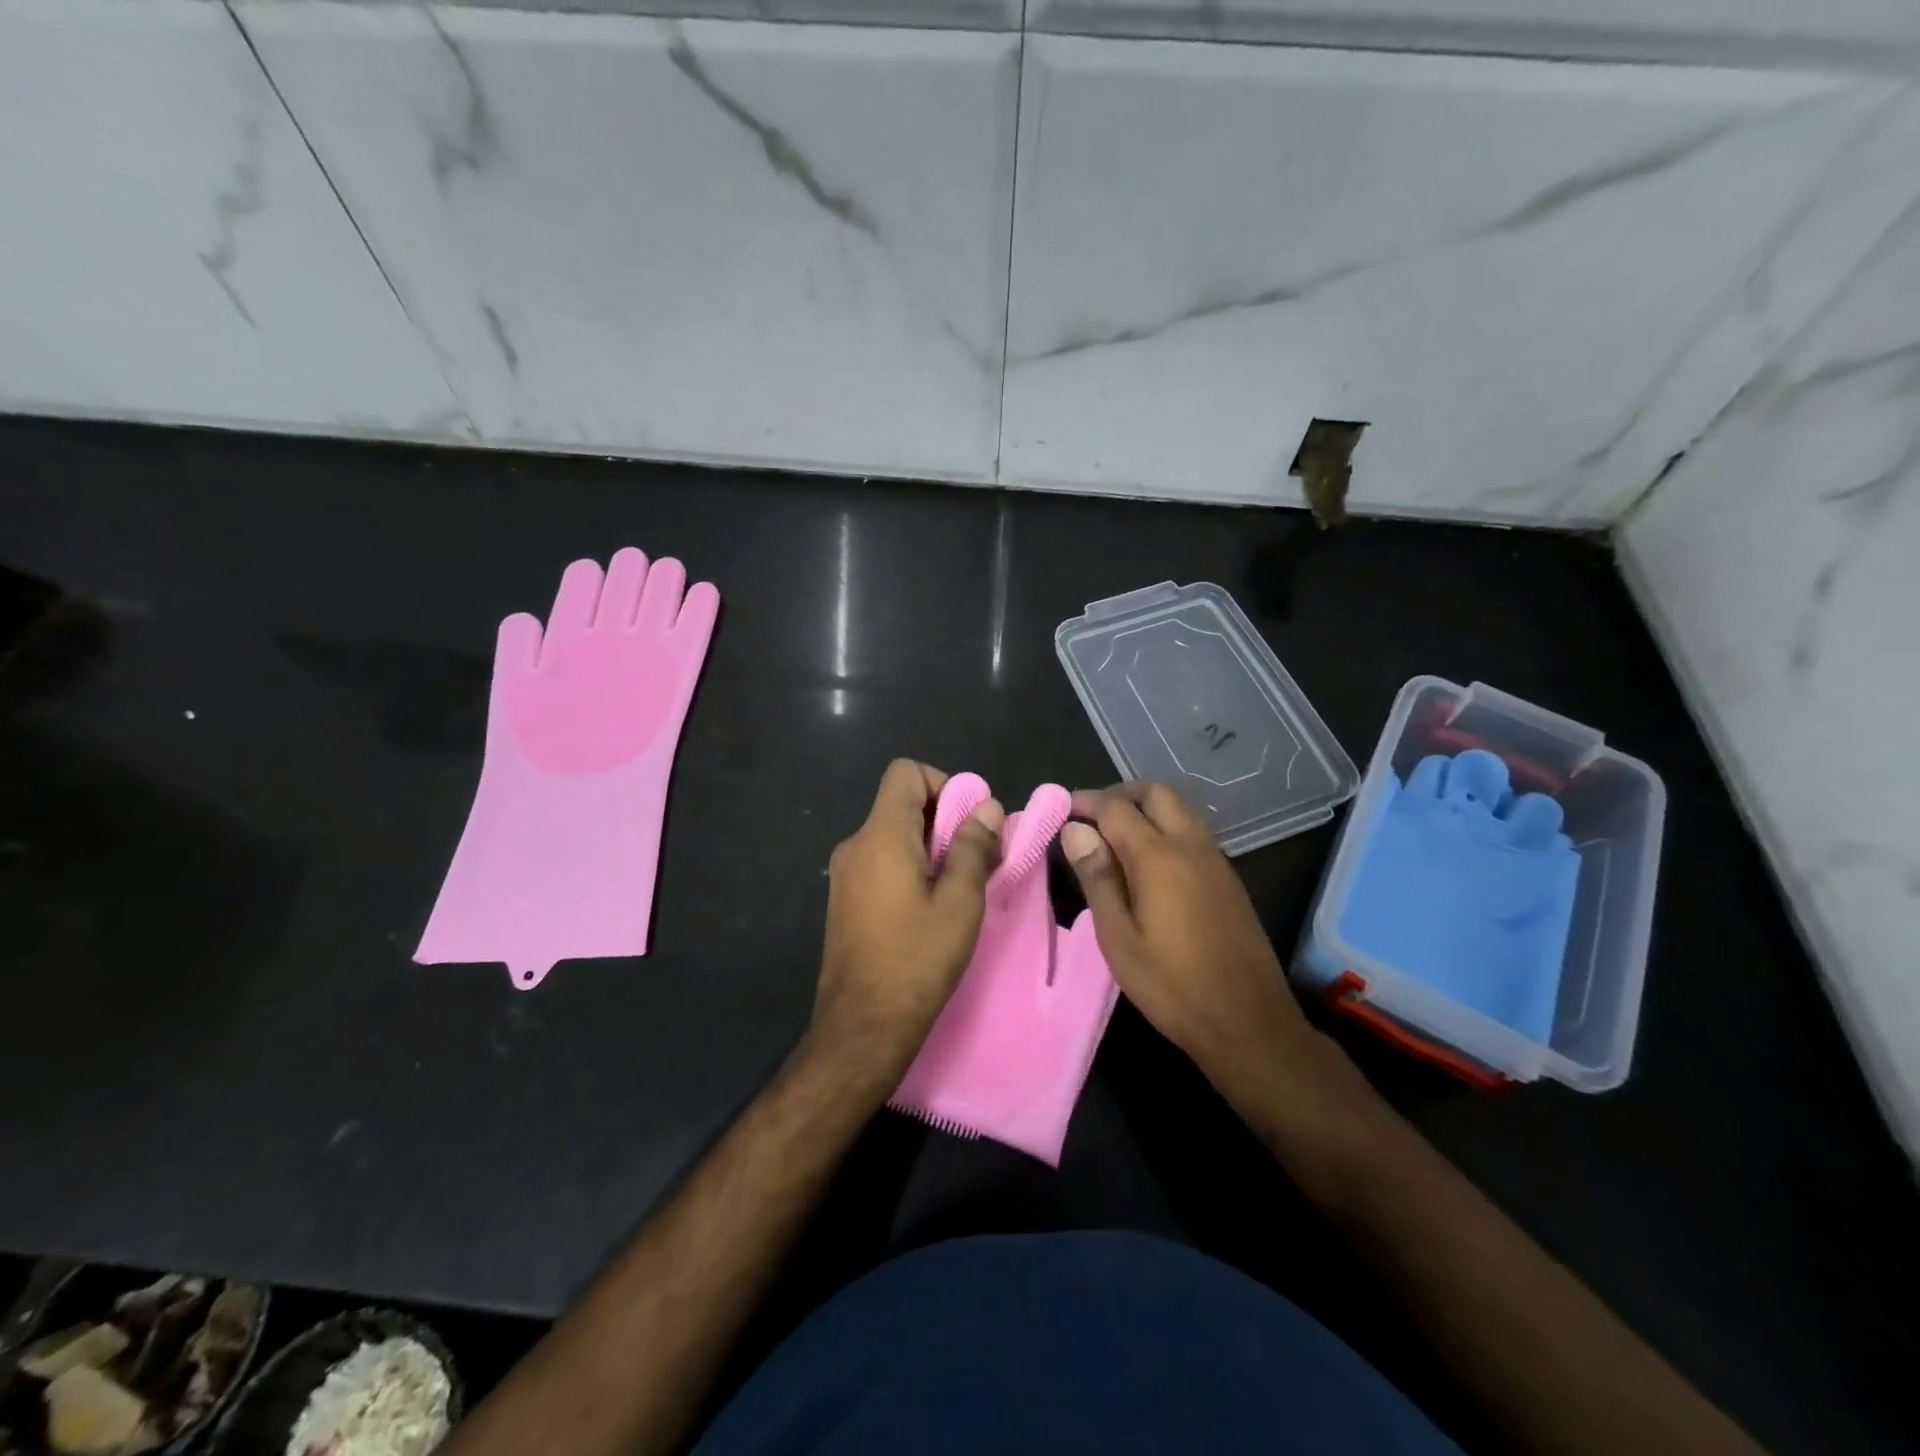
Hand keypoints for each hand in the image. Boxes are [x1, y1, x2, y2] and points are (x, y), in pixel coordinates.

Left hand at [809, 760, 1003, 1093]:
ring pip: (893, 835)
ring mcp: (845, 874)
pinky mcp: (845, 899)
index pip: (905, 772)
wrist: (862, 1027)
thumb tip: (988, 808)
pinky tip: (931, 907)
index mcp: (881, 835)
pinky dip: (910, 867)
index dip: (943, 784)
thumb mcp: (960, 902)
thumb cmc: (917, 960)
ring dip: (930, 847)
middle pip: (901, 803)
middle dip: (944, 819)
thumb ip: (973, 847)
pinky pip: (881, 862)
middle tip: (977, 857)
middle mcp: (856, 844)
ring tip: (960, 886)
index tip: (969, 822)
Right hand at [1061, 783, 1325, 1103]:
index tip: (1062, 809)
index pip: (1116, 807)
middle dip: (1120, 795)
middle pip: (1156, 794)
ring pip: (1179, 810)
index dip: (1086, 802)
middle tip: (1090, 818)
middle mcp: (1191, 845)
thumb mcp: (1118, 936)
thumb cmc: (1171, 984)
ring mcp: (1216, 860)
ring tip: (1114, 840)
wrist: (1248, 1022)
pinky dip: (1166, 829)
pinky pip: (1193, 833)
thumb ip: (1096, 876)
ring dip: (1146, 810)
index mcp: (1159, 856)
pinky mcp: (1229, 879)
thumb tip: (1075, 829)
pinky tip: (1149, 864)